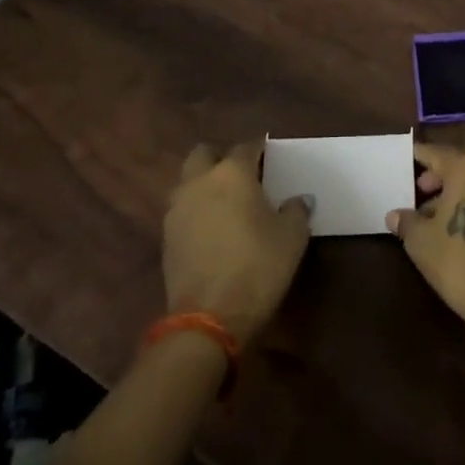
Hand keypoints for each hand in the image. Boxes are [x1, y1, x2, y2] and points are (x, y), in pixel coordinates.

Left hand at [164, 140, 311, 345]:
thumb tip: (298, 200)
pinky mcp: (167, 238)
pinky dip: (196, 212)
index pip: (246, 147)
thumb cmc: (257, 266)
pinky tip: (213, 230)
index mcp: (232, 173)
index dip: (260, 150)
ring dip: (204, 185)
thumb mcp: (292, 237)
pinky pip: (182, 211)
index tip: (270, 158)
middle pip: (204, 154)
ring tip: (226, 203)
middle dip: (220, 158)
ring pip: (188, 182)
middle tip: (242, 175)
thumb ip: (296, 210)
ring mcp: (177, 210)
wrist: (209, 318)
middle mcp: (199, 182)